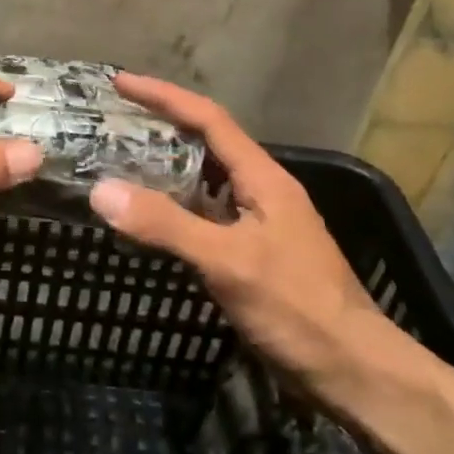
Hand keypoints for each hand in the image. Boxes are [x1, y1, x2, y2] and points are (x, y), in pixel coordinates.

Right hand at [87, 74, 391, 382]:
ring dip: (165, 164)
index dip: (164, 96)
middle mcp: (261, 191)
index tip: (121, 82)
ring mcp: (258, 222)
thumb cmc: (297, 307)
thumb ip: (166, 224)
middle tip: (113, 119)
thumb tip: (100, 190)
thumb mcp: (228, 261)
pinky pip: (203, 212)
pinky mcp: (251, 252)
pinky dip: (172, 204)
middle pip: (206, 142)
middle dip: (161, 124)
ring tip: (120, 158)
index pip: (209, 119)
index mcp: (263, 178)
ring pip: (204, 179)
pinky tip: (148, 216)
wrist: (353, 371)